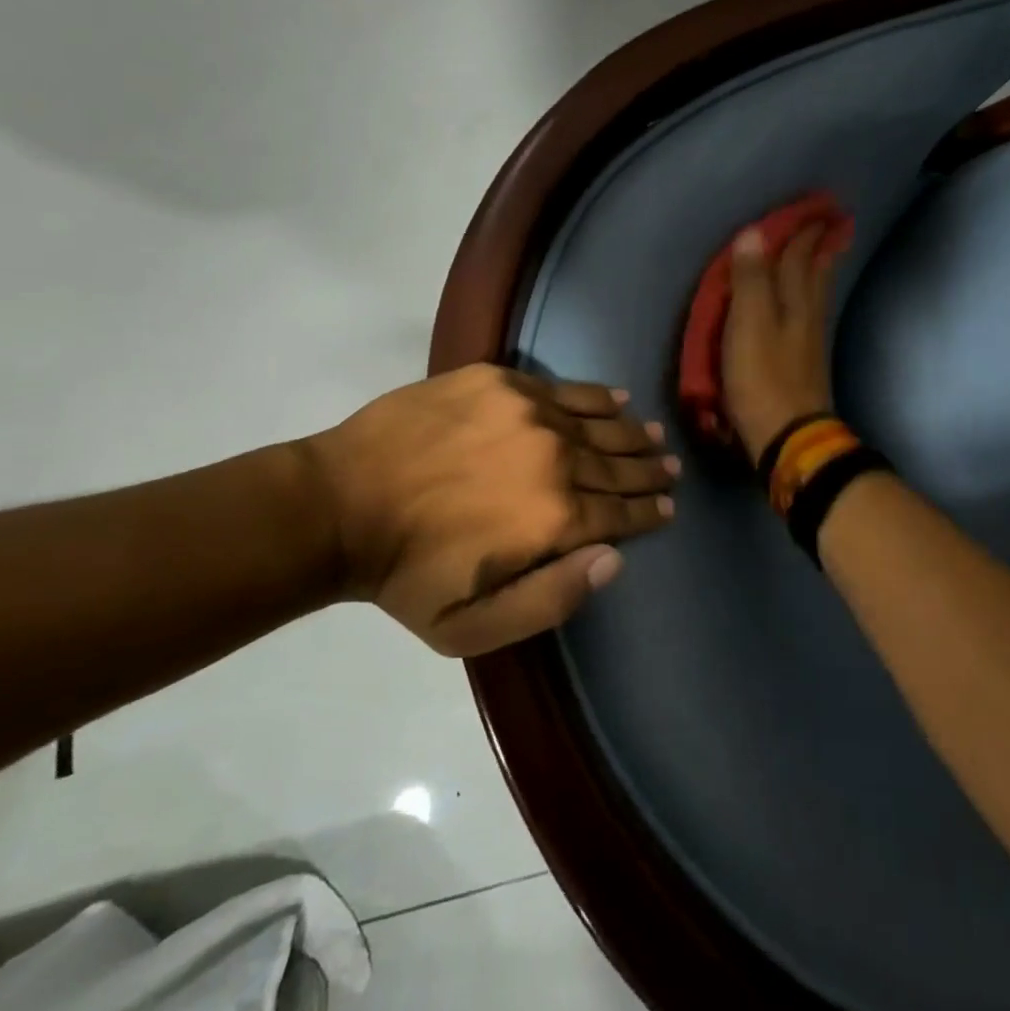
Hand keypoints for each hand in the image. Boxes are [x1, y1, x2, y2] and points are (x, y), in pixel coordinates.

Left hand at [302, 364, 677, 654]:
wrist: (339, 504)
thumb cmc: (406, 576)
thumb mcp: (472, 627)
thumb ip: (552, 598)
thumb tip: (614, 559)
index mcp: (555, 516)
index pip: (619, 512)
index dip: (648, 512)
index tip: (667, 508)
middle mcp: (554, 457)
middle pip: (616, 465)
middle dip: (648, 472)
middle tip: (670, 470)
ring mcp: (528, 413)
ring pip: (598, 423)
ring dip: (631, 433)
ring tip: (654, 436)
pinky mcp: (500, 383)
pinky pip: (564, 389)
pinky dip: (597, 396)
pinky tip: (618, 397)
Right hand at [722, 221, 845, 464]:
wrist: (788, 436)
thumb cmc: (762, 378)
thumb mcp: (748, 325)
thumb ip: (750, 280)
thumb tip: (753, 233)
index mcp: (794, 303)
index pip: (799, 257)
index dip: (803, 232)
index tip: (815, 207)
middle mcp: (807, 316)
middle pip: (815, 274)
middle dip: (820, 247)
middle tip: (831, 224)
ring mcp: (809, 342)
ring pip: (816, 295)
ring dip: (819, 270)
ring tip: (823, 254)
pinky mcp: (805, 364)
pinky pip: (810, 316)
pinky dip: (811, 299)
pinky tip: (807, 306)